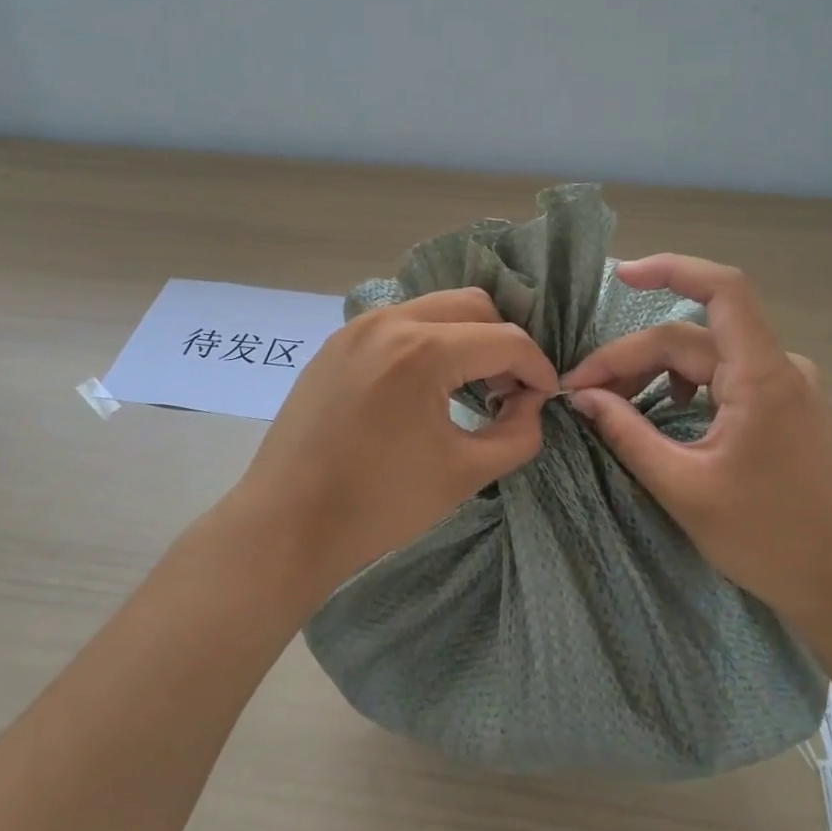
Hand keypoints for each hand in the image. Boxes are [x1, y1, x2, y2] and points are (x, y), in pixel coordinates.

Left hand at [238, 288, 558, 594]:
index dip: (537, 367)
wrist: (285, 525)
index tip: (546, 397)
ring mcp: (356, 329)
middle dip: (502, 342)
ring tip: (470, 388)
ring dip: (464, 338)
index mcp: (422, 351)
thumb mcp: (464, 474)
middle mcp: (389, 322)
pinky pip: (397, 325)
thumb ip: (517, 433)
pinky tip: (424, 388)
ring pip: (433, 309)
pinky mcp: (335, 344)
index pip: (505, 339)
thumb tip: (531, 404)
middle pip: (472, 305)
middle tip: (508, 388)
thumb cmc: (378, 505)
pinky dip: (426, 343)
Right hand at [561, 255, 831, 635]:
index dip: (670, 268)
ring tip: (611, 403)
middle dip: (631, 357)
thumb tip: (582, 396)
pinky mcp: (785, 407)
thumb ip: (627, 433)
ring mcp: (786, 386)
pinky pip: (724, 377)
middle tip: (582, 391)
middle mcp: (779, 367)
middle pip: (692, 337)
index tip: (618, 276)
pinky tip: (661, 411)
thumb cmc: (770, 541)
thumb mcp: (684, 488)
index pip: (721, 290)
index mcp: (762, 376)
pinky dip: (683, 385)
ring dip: (654, 371)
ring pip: (706, 356)